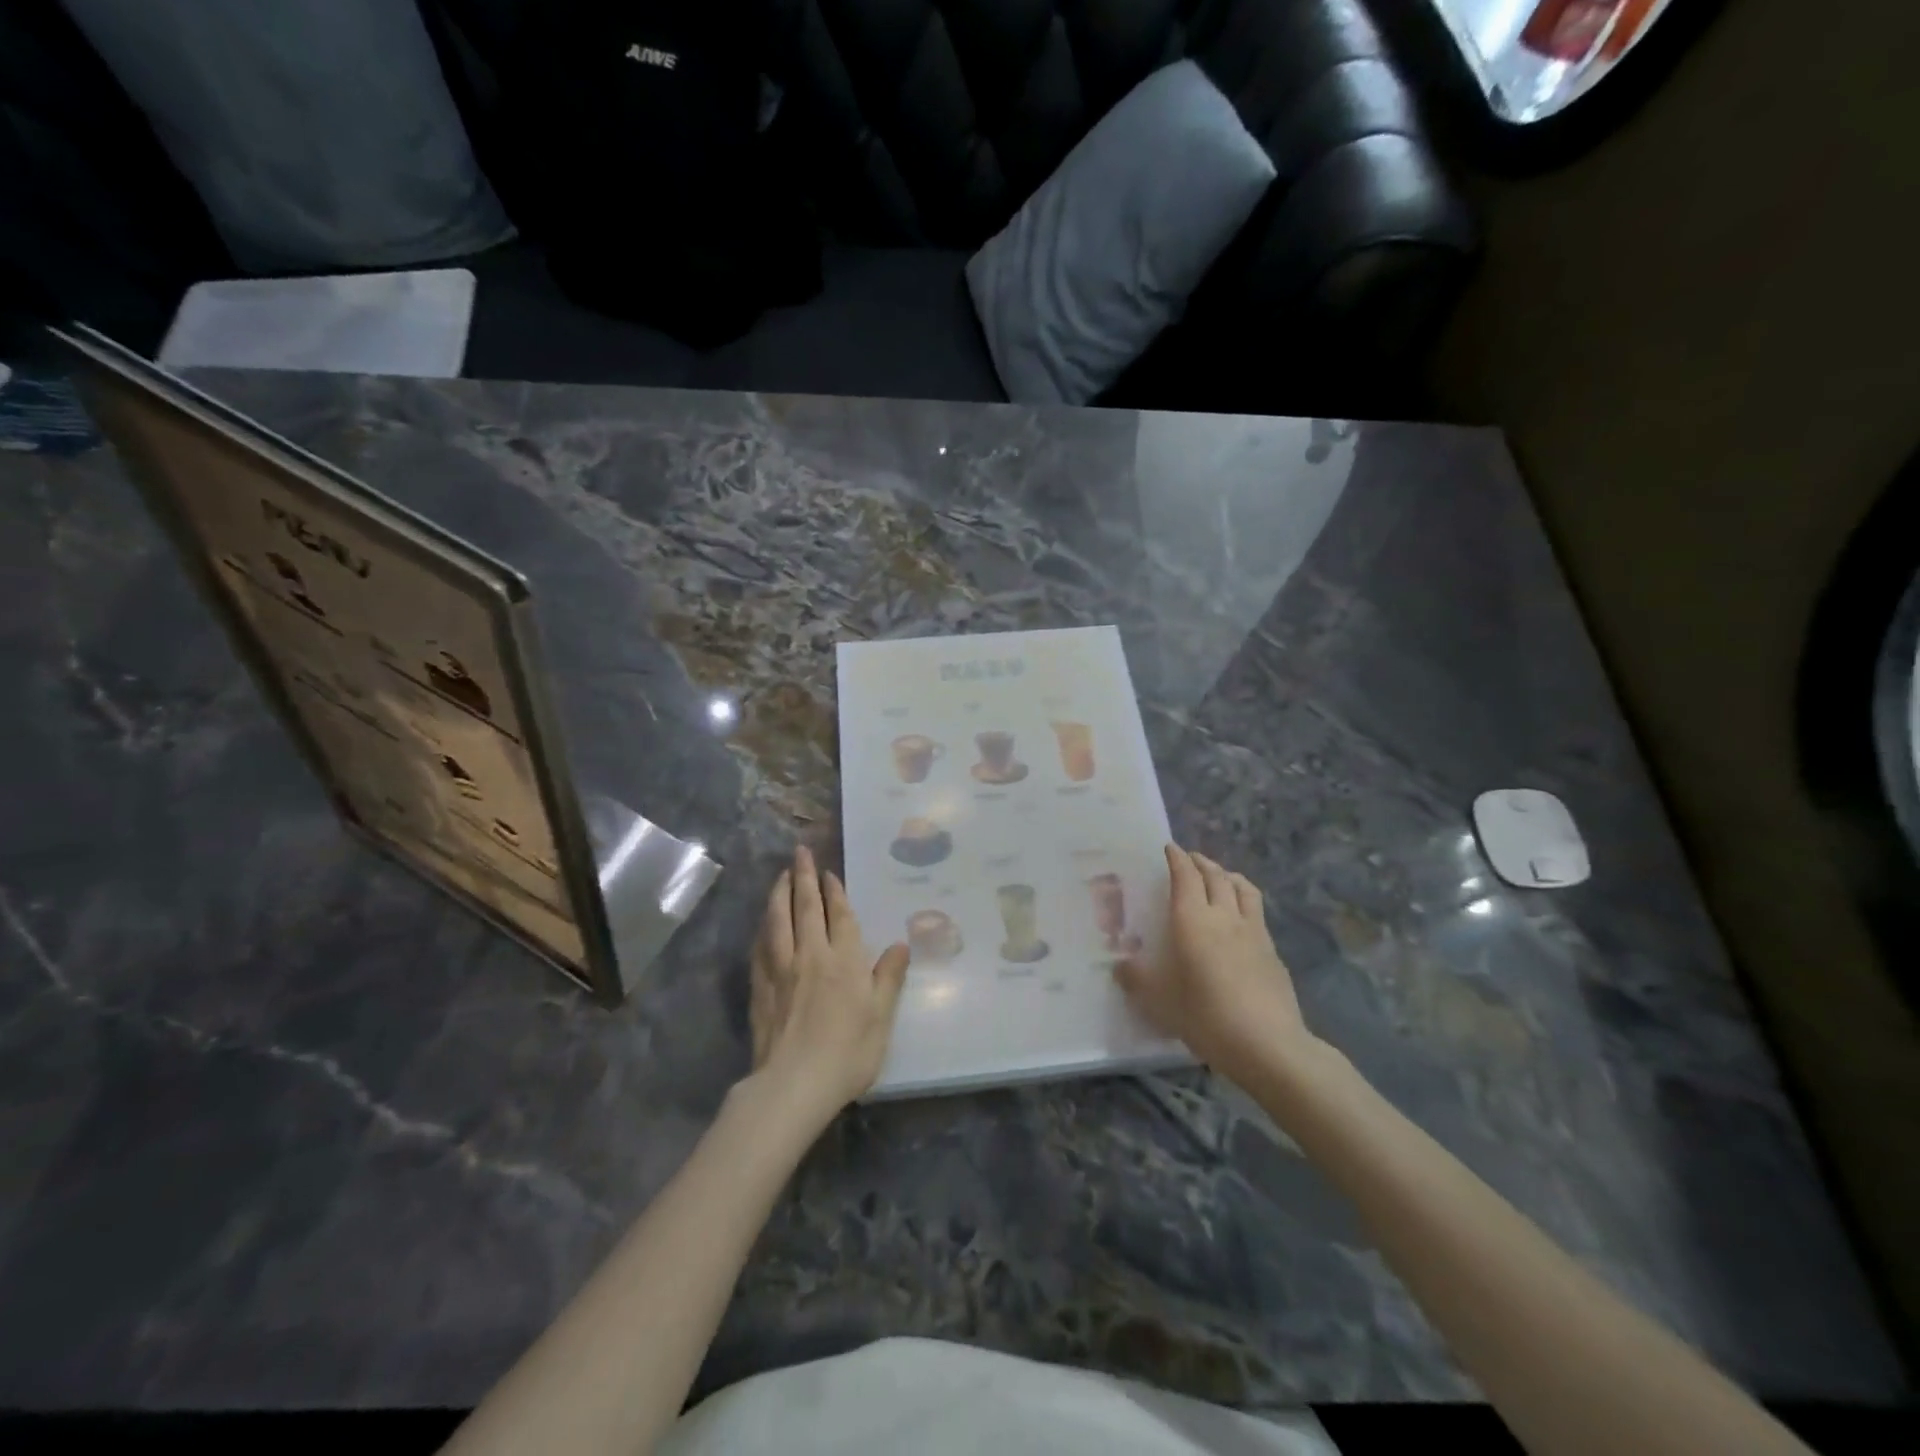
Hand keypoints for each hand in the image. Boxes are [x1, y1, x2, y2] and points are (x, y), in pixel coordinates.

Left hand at [748, 846, 909, 1122]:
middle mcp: (811, 955)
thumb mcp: (881, 1017)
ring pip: (778, 920)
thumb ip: (889, 978)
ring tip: (780, 875)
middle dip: (803, 877)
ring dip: (779, 894)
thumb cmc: (847, 1053)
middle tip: (799, 852)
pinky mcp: (760, 987)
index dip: (834, 891)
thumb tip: (901, 944)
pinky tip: (763, 923)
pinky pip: (760, 947)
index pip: (839, 915)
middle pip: (805, 908)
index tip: (828, 872)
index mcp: (844, 960)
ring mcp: (781, 969)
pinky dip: (763, 928)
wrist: (794, 1084)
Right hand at [1115, 844, 1319, 1083]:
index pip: (1185, 876)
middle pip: (1216, 876)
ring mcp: (1254, 932)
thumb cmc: (1206, 1016)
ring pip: (1243, 889)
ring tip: (1220, 876)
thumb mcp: (1159, 1002)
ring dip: (1228, 875)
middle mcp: (1224, 916)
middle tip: (1190, 858)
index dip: (1177, 859)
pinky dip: (1245, 902)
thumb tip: (1120, 966)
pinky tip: (1241, 919)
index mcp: (1193, 920)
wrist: (1269, 1045)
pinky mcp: (1273, 952)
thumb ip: (1136, 979)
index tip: (1169, 848)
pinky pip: (1257, 913)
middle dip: (1201, 862)